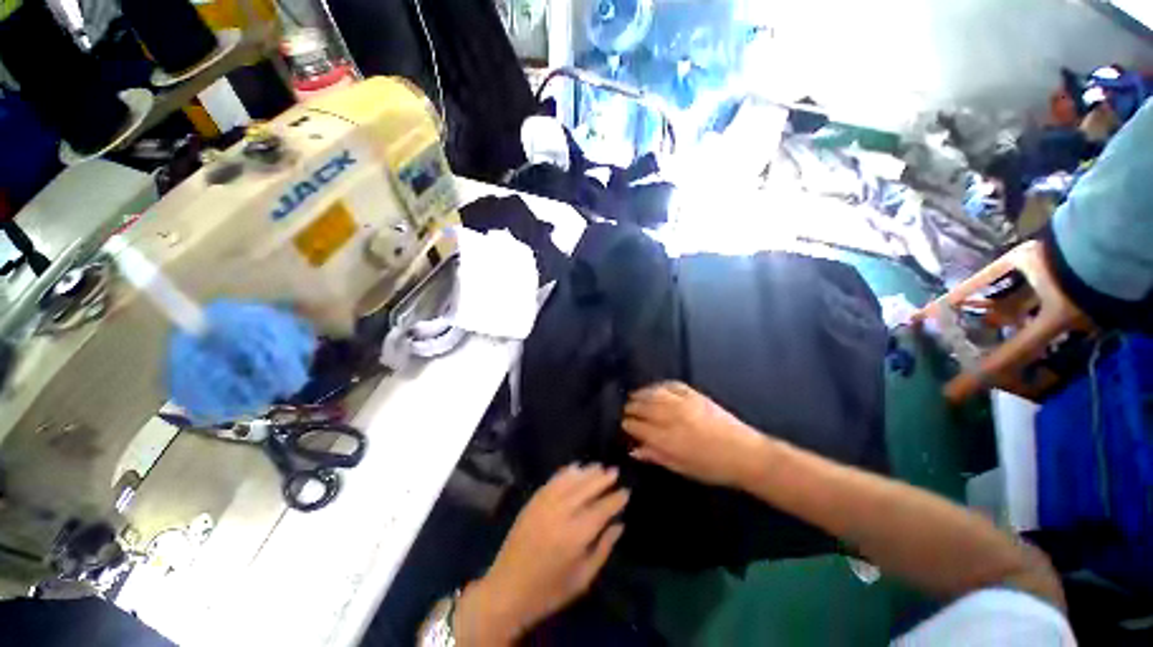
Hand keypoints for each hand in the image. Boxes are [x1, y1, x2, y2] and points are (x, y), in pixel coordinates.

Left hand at [454, 464, 627, 645]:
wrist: (508, 590)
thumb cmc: (550, 590)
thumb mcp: (583, 578)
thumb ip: (603, 548)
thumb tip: (619, 524)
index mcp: (577, 535)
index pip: (602, 509)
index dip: (616, 499)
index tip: (626, 491)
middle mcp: (562, 513)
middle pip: (587, 488)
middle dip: (603, 479)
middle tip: (615, 471)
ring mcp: (545, 504)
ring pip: (571, 481)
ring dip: (586, 472)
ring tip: (599, 466)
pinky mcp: (533, 501)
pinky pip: (553, 481)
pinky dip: (566, 472)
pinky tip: (575, 468)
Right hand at [622, 381, 768, 487]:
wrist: (745, 454)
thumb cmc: (712, 467)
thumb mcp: (681, 467)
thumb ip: (656, 456)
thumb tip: (634, 449)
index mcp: (666, 439)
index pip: (638, 426)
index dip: (628, 424)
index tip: (624, 424)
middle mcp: (671, 417)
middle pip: (643, 407)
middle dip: (631, 407)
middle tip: (627, 410)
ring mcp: (683, 403)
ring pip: (654, 393)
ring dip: (641, 394)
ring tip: (635, 396)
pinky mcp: (695, 394)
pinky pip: (672, 385)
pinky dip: (660, 385)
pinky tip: (655, 388)